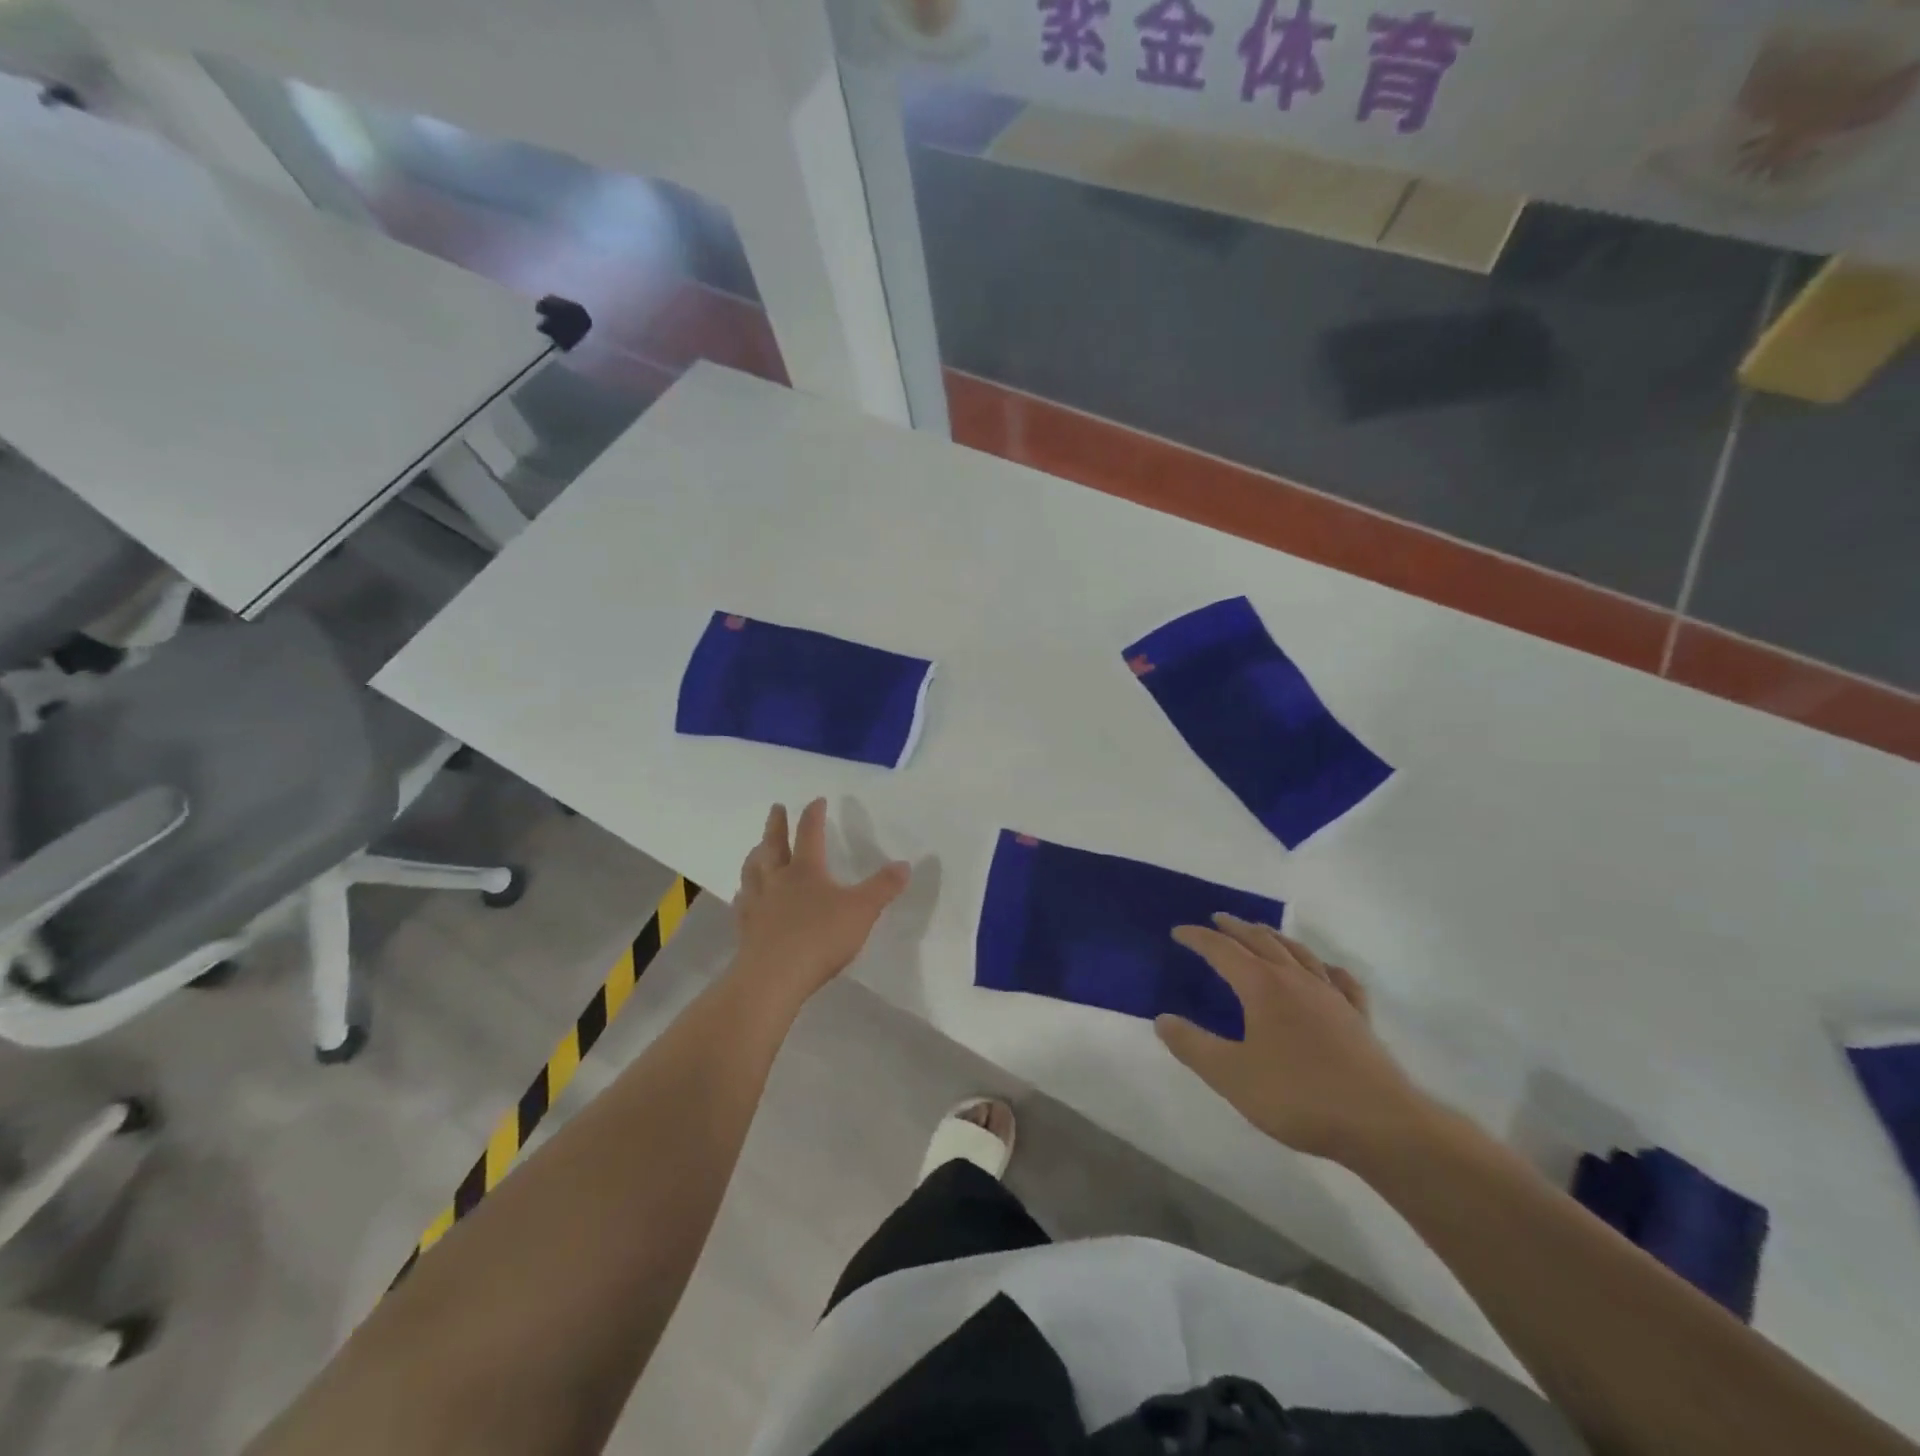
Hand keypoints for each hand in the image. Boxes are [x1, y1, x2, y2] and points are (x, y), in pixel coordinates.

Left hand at [731, 799, 909, 1007]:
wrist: (773, 977)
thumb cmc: (820, 938)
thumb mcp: (862, 910)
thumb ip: (883, 887)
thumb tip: (904, 864)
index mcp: (806, 870)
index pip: (809, 834)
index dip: (814, 815)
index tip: (817, 800)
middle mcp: (778, 880)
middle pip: (774, 845)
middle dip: (776, 825)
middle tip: (776, 808)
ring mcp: (758, 904)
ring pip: (753, 871)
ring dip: (756, 855)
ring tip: (756, 847)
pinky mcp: (746, 929)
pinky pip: (743, 903)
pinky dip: (744, 893)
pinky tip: (743, 895)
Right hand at [1157, 916, 1431, 1165]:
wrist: (1380, 1124)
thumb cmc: (1298, 1096)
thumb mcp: (1231, 1076)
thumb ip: (1193, 1046)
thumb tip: (1163, 1020)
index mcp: (1263, 987)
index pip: (1222, 951)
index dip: (1198, 938)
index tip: (1179, 931)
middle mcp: (1296, 980)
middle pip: (1262, 941)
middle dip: (1236, 928)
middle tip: (1218, 919)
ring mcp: (1332, 996)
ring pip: (1299, 953)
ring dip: (1275, 937)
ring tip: (1262, 932)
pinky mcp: (1358, 1018)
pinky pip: (1339, 980)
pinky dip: (1325, 968)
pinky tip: (1325, 971)